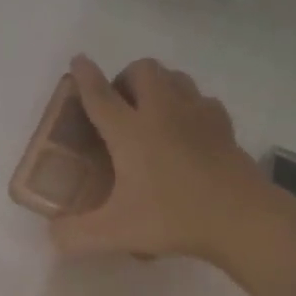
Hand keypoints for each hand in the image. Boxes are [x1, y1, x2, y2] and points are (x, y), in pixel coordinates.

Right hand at [51, 55, 272, 262]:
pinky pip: (202, 99)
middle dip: (126, 77)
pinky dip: (189, 105)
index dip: (85, 76)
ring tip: (150, 111)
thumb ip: (75, 235)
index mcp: (130, 132)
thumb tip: (53, 235)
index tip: (79, 60)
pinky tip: (186, 129)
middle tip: (119, 106)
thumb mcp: (115, 232)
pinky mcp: (224, 126)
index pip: (100, 94)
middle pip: (144, 70)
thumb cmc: (173, 218)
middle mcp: (162, 112)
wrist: (242, 219)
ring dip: (158, 85)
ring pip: (176, 77)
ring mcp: (198, 115)